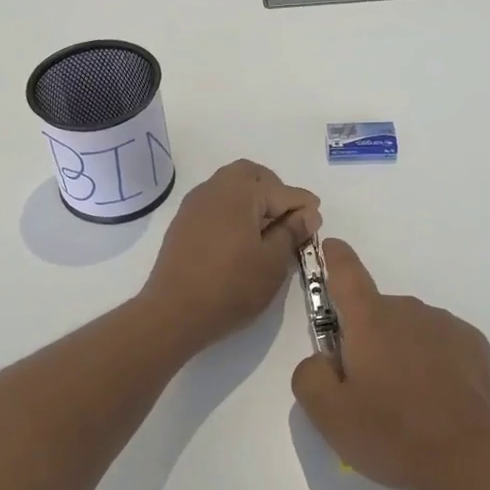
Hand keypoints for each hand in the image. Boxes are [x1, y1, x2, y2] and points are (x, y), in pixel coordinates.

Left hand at [141, 160, 320, 350]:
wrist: (173, 313)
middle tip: (289, 220)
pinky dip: (233, 210)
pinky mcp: (183, 222)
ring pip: (231, 186)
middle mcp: (215, 188)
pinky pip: (215, 202)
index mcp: (240, 192)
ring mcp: (194, 204)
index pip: (283, 191)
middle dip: (275, 191)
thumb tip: (307, 213)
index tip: (316, 225)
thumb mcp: (272, 262)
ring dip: (253, 199)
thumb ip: (292, 231)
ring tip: (266, 231)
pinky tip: (240, 238)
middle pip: (252, 175)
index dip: (304, 207)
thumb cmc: (230, 288)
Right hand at [291, 239, 489, 489]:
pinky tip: (438, 401)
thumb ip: (309, 376)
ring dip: (400, 352)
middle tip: (369, 391)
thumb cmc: (395, 435)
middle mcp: (408, 309)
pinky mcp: (474, 344)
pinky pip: (439, 343)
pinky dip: (431, 362)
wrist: (474, 459)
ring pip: (408, 330)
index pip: (346, 272)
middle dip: (366, 340)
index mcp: (370, 320)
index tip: (330, 247)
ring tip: (408, 404)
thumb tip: (323, 359)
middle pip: (375, 314)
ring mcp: (445, 324)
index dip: (334, 257)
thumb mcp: (330, 416)